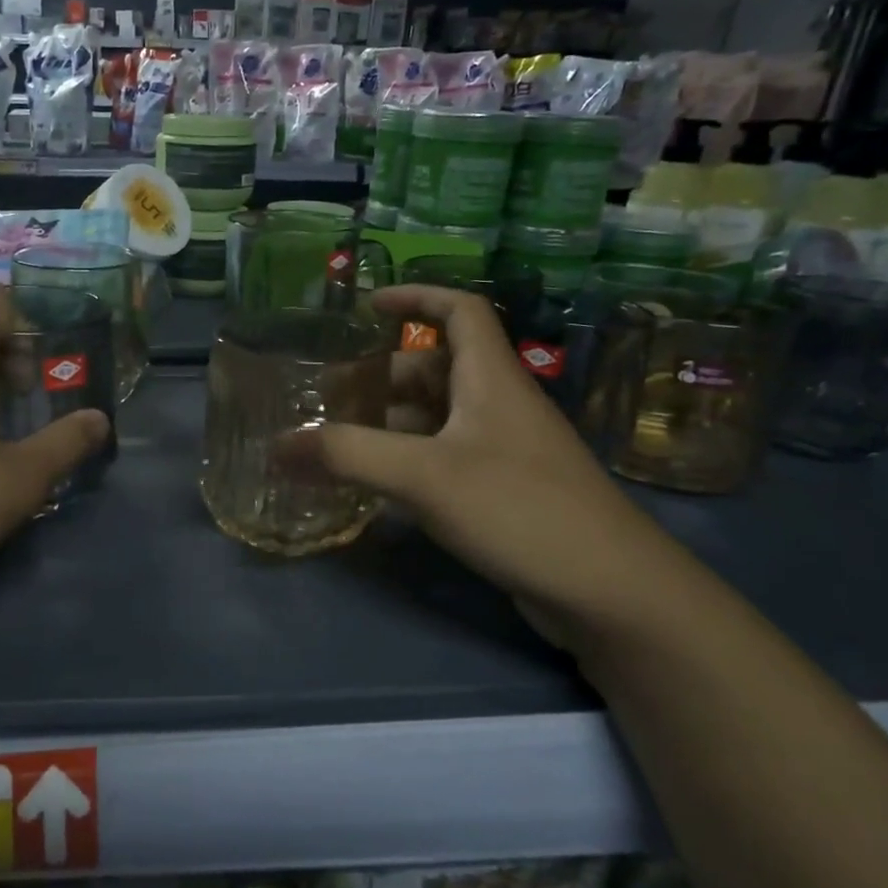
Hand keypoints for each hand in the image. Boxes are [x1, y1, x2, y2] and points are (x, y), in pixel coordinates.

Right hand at [302, 285, 686, 641]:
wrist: (610, 591)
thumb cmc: (519, 509)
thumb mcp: (425, 475)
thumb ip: (348, 456)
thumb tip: (277, 445)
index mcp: (490, 378)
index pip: (460, 310)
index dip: (416, 297)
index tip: (367, 306)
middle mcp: (498, 405)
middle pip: (435, 369)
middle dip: (380, 376)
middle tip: (327, 398)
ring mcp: (504, 451)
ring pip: (437, 418)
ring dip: (388, 423)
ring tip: (338, 443)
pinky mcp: (505, 492)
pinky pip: (445, 458)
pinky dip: (407, 460)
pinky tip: (377, 486)